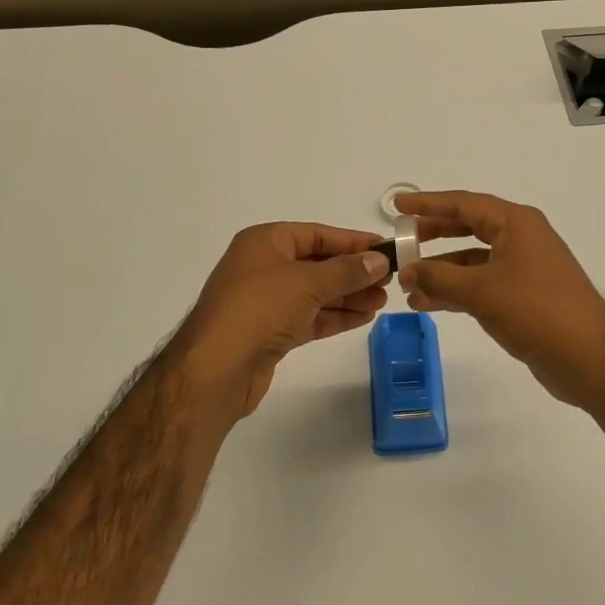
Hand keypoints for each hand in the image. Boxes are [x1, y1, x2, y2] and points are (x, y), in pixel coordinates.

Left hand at [167, 223, 389, 423]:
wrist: (215, 370)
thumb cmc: (259, 309)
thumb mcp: (307, 282)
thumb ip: (347, 271)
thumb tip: (380, 260)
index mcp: (265, 242)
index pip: (317, 235)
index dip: (352, 242)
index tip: (386, 249)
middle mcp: (263, 266)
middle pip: (318, 263)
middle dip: (353, 272)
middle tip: (389, 280)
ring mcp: (265, 301)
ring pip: (315, 293)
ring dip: (348, 296)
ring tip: (381, 301)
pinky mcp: (270, 332)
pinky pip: (309, 316)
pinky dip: (334, 316)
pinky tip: (362, 317)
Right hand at [397, 191, 604, 412]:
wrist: (591, 358)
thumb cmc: (538, 311)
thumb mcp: (482, 291)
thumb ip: (439, 278)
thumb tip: (407, 271)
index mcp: (516, 223)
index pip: (464, 203)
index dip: (428, 203)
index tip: (397, 204)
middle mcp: (520, 238)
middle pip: (467, 227)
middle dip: (432, 235)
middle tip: (400, 242)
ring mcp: (523, 268)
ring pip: (472, 260)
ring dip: (441, 271)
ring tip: (407, 286)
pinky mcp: (523, 296)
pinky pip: (481, 284)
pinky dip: (456, 291)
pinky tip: (429, 304)